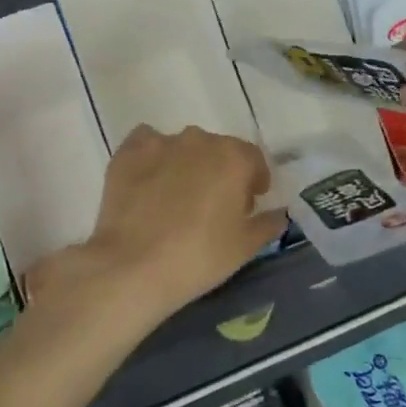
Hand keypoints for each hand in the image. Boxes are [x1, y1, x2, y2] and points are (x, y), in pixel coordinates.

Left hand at [28, 126, 287, 336]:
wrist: (134, 266)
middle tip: (213, 205)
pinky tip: (148, 184)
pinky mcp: (127, 153)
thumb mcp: (246, 246)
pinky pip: (146, 146)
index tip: (249, 204)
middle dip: (220, 172)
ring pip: (182, 148)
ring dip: (186, 165)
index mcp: (234, 157)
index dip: (254, 181)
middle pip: (218, 150)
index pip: (253, 159)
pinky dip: (152, 160)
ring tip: (176, 198)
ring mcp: (160, 143)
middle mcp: (199, 140)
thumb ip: (268, 223)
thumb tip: (278, 214)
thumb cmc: (200, 256)